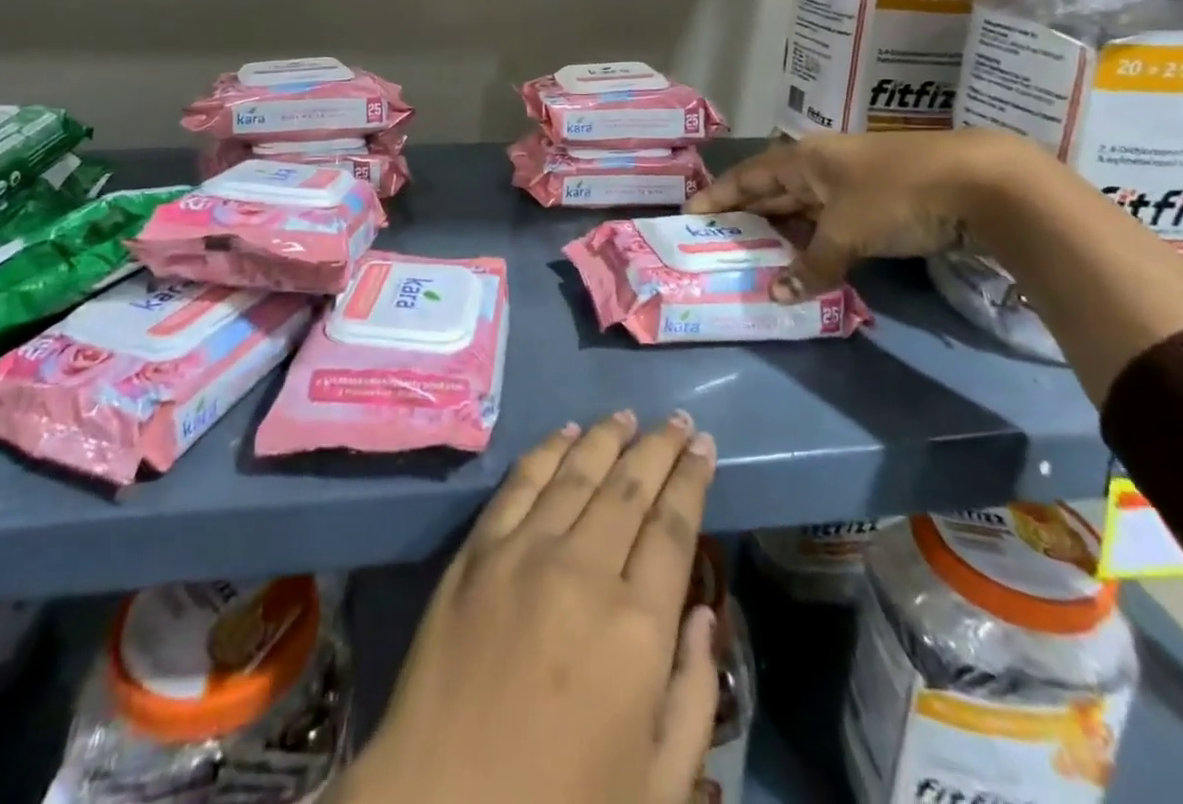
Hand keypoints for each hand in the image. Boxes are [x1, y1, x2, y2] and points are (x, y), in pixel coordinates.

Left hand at [338, 411, 720, 803]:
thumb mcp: (656, 787)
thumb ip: (692, 696)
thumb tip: (702, 613)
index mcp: (637, 628)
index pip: (673, 527)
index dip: (691, 479)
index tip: (704, 446)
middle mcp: (584, 569)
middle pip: (630, 487)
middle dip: (658, 448)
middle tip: (676, 419)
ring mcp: (525, 551)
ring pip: (577, 472)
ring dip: (606, 439)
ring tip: (626, 416)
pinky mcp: (478, 549)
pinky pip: (520, 483)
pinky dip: (547, 451)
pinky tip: (564, 434)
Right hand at [688, 130, 1010, 300]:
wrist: (981, 182)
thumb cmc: (896, 194)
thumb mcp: (846, 231)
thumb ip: (811, 264)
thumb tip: (778, 295)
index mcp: (803, 160)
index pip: (747, 177)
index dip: (717, 195)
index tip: (690, 214)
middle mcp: (821, 166)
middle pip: (772, 191)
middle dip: (745, 216)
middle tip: (716, 242)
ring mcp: (852, 184)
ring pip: (802, 209)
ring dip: (780, 232)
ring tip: (753, 257)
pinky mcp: (879, 203)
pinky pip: (830, 222)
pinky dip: (814, 242)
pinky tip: (805, 261)